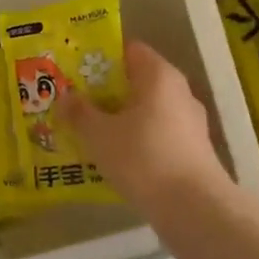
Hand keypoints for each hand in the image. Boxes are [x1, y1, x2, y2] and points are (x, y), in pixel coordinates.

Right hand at [64, 41, 230, 213]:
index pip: (129, 50)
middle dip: (107, 91)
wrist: (193, 207)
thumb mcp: (99, 135)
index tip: (76, 71)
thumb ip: (79, 113)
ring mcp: (190, 121)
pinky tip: (116, 156)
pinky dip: (137, 139)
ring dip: (121, 118)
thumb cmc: (143, 157)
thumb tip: (65, 97)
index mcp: (159, 75)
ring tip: (91, 131)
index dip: (101, 57)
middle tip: (77, 102)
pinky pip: (158, 134)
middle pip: (137, 81)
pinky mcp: (193, 150)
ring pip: (147, 110)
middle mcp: (179, 91)